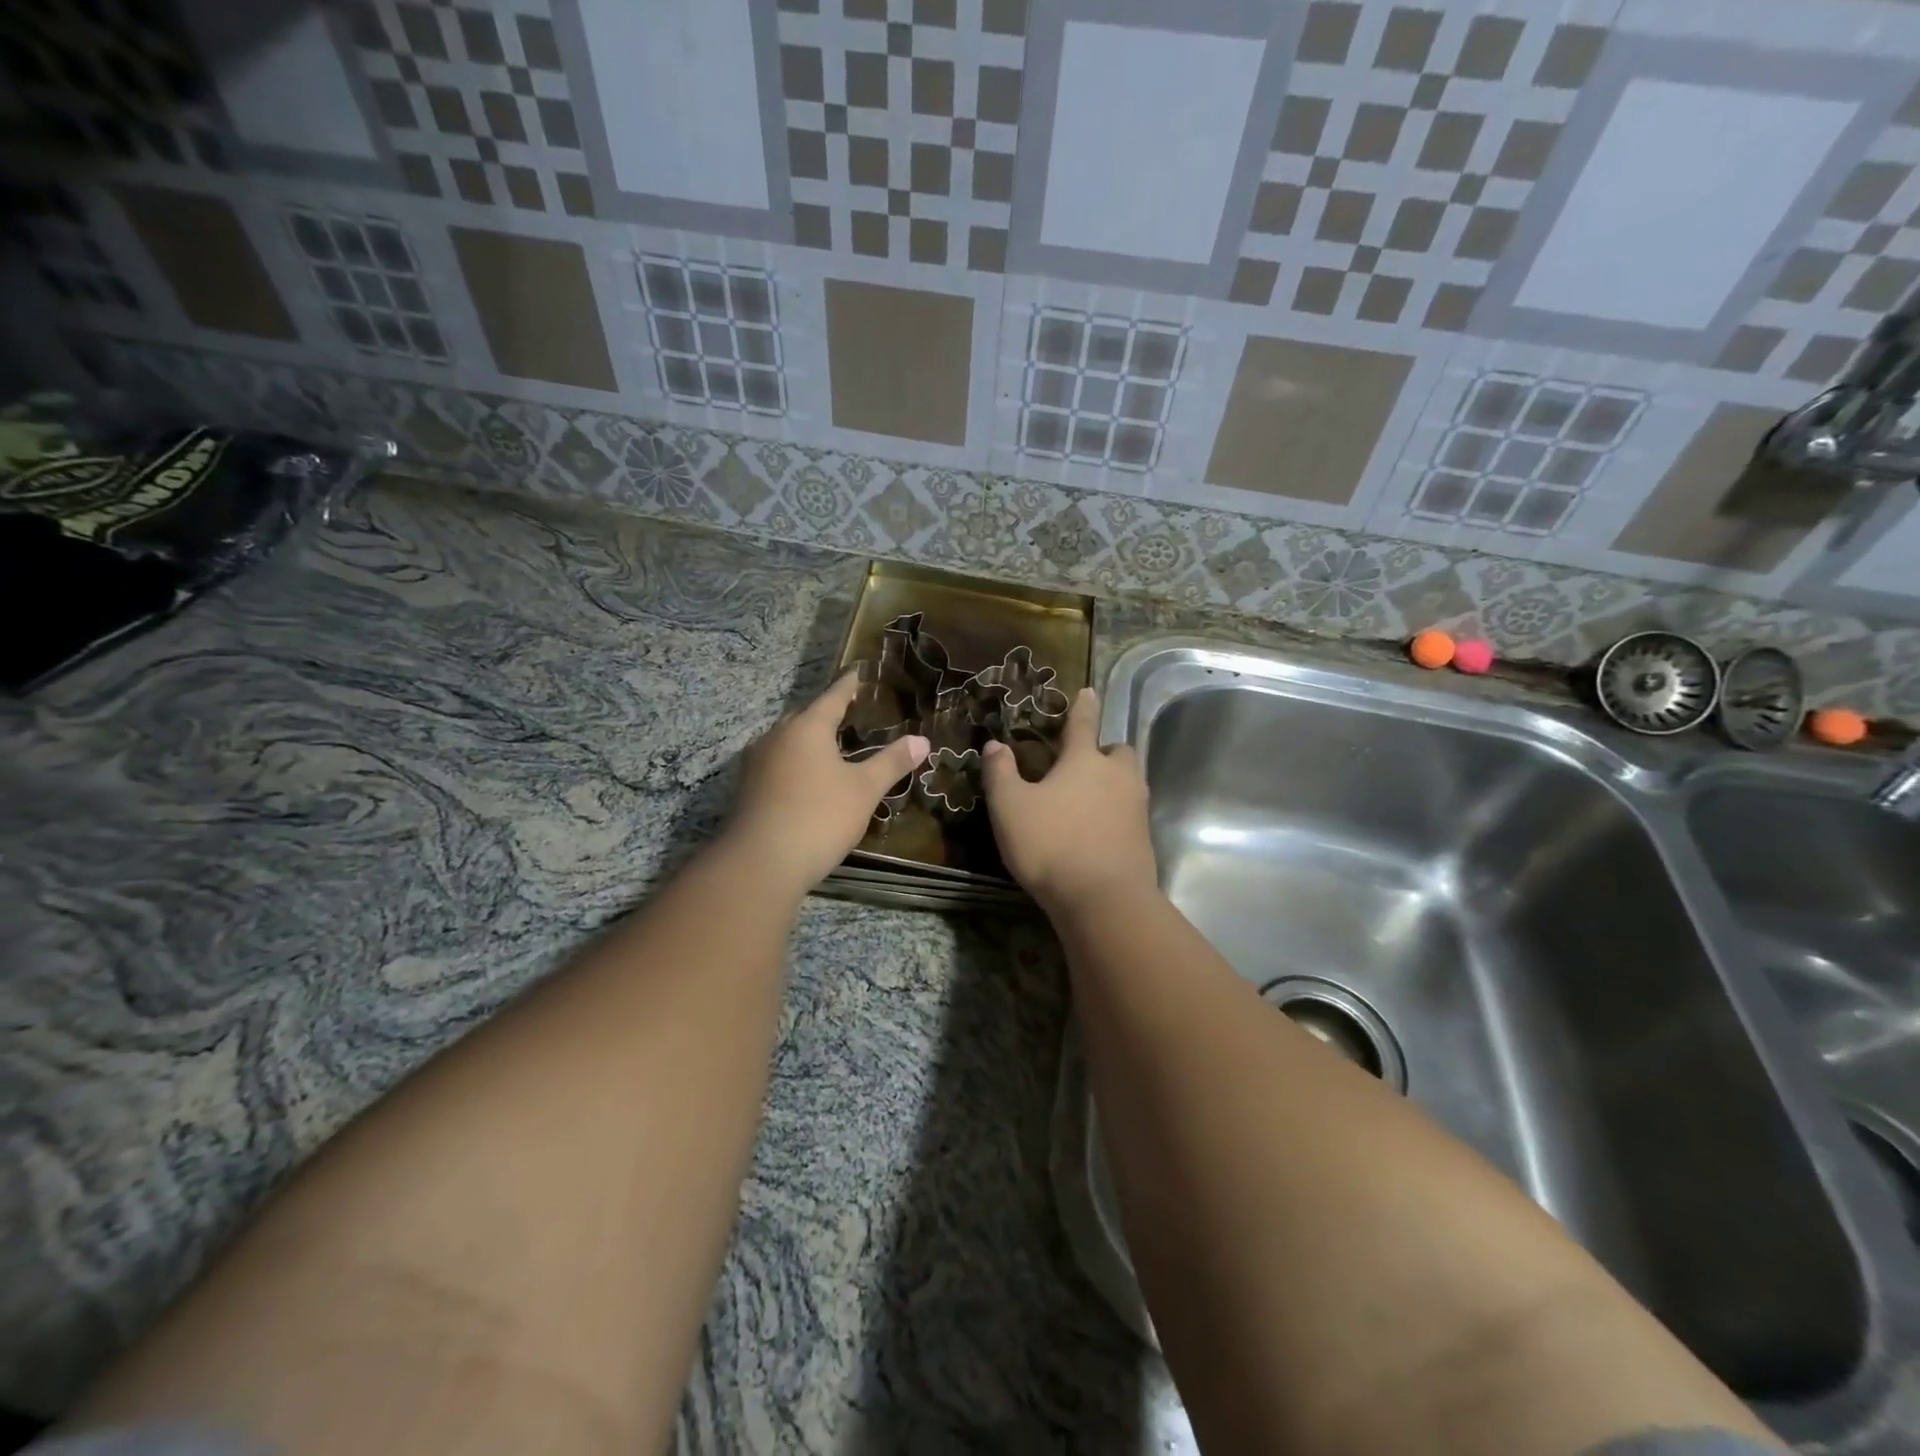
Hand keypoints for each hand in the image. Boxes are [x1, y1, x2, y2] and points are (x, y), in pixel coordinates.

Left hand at [724, 671, 927, 895]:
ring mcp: (756, 763)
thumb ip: (892, 762)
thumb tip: (922, 740)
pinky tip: (807, 780)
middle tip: (849, 714)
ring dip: (808, 741)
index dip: (848, 685)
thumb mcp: (864, 789)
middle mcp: (777, 737)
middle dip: (826, 714)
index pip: (833, 697)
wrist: (761, 863)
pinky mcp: (747, 790)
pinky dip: (795, 764)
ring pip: (787, 741)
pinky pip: (777, 764)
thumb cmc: (819, 816)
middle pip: (805, 717)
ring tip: (830, 748)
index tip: (857, 672)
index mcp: (807, 728)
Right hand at [980, 688, 1156, 913]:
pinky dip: (1117, 814)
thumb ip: (1000, 773)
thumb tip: (994, 745)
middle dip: (1104, 751)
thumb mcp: (1010, 807)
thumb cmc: (1051, 844)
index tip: (1089, 691)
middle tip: (1082, 764)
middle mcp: (1117, 776)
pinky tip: (1097, 831)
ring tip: (1087, 799)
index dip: (1083, 706)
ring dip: (1113, 782)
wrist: (1103, 900)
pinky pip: (1131, 813)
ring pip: (1129, 782)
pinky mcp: (1144, 839)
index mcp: (1084, 760)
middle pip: (1118, 751)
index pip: (1083, 723)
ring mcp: (1136, 808)